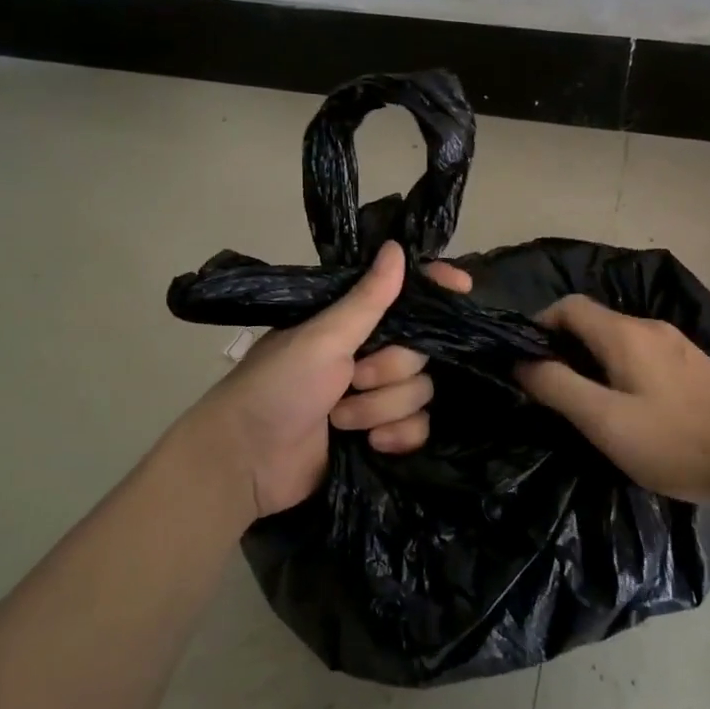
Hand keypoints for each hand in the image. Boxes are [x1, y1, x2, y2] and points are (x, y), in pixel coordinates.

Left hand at [176, 242, 470, 520]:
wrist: (247, 461)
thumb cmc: (278, 386)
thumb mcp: (322, 338)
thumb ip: (367, 300)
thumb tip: (398, 247)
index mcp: (350, 323)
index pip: (404, 296)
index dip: (434, 289)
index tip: (462, 286)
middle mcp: (368, 353)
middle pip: (420, 351)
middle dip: (388, 371)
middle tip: (351, 379)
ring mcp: (375, 396)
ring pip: (420, 392)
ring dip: (381, 409)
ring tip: (341, 419)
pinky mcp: (381, 435)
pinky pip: (419, 427)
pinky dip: (397, 436)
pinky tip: (371, 444)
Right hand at [516, 296, 709, 507]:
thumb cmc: (674, 441)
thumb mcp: (605, 421)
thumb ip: (558, 388)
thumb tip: (522, 362)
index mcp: (624, 334)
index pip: (569, 306)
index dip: (541, 325)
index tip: (527, 359)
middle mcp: (650, 328)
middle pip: (594, 322)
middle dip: (566, 346)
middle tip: (553, 388)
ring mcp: (677, 344)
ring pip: (619, 339)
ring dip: (594, 360)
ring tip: (588, 401)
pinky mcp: (694, 365)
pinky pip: (643, 354)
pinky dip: (622, 369)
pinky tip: (631, 406)